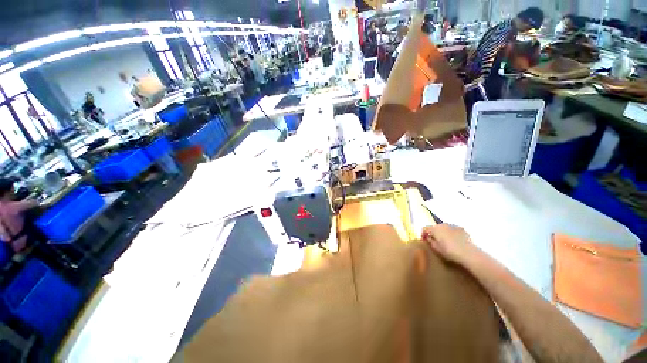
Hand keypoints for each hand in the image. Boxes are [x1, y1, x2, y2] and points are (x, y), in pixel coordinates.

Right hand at [422, 224, 476, 264]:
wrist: (468, 253)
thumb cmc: (449, 251)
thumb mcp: (436, 248)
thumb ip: (430, 241)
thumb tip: (428, 237)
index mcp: (434, 229)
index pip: (425, 228)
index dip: (423, 234)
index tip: (424, 240)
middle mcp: (442, 225)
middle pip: (435, 227)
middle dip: (434, 233)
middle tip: (435, 241)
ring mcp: (452, 226)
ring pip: (444, 228)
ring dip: (443, 233)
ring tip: (446, 241)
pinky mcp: (461, 229)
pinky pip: (453, 230)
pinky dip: (452, 234)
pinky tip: (455, 241)